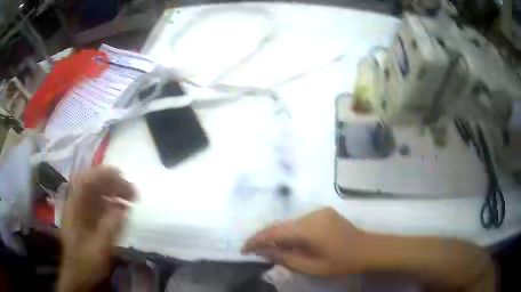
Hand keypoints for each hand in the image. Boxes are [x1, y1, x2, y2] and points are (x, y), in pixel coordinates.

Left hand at [58, 166, 135, 291]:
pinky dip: (112, 201)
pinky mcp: (87, 216)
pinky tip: (122, 208)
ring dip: (113, 190)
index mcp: (74, 208)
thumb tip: (123, 209)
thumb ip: (109, 229)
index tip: (123, 178)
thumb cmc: (86, 264)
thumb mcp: (98, 250)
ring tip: (130, 197)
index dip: (103, 175)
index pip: (86, 180)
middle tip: (131, 191)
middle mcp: (76, 203)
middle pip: (92, 181)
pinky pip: (99, 202)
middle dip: (112, 181)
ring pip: (96, 190)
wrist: (78, 275)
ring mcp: (81, 209)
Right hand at [242, 208, 366, 275]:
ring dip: (277, 234)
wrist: (368, 249)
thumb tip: (265, 252)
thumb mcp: (312, 267)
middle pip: (280, 225)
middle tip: (251, 249)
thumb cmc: (341, 262)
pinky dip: (290, 231)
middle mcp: (311, 215)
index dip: (256, 240)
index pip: (274, 233)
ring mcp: (318, 211)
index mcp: (309, 229)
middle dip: (263, 237)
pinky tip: (288, 242)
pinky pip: (299, 222)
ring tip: (267, 248)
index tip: (243, 249)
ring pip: (289, 223)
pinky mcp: (323, 212)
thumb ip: (286, 259)